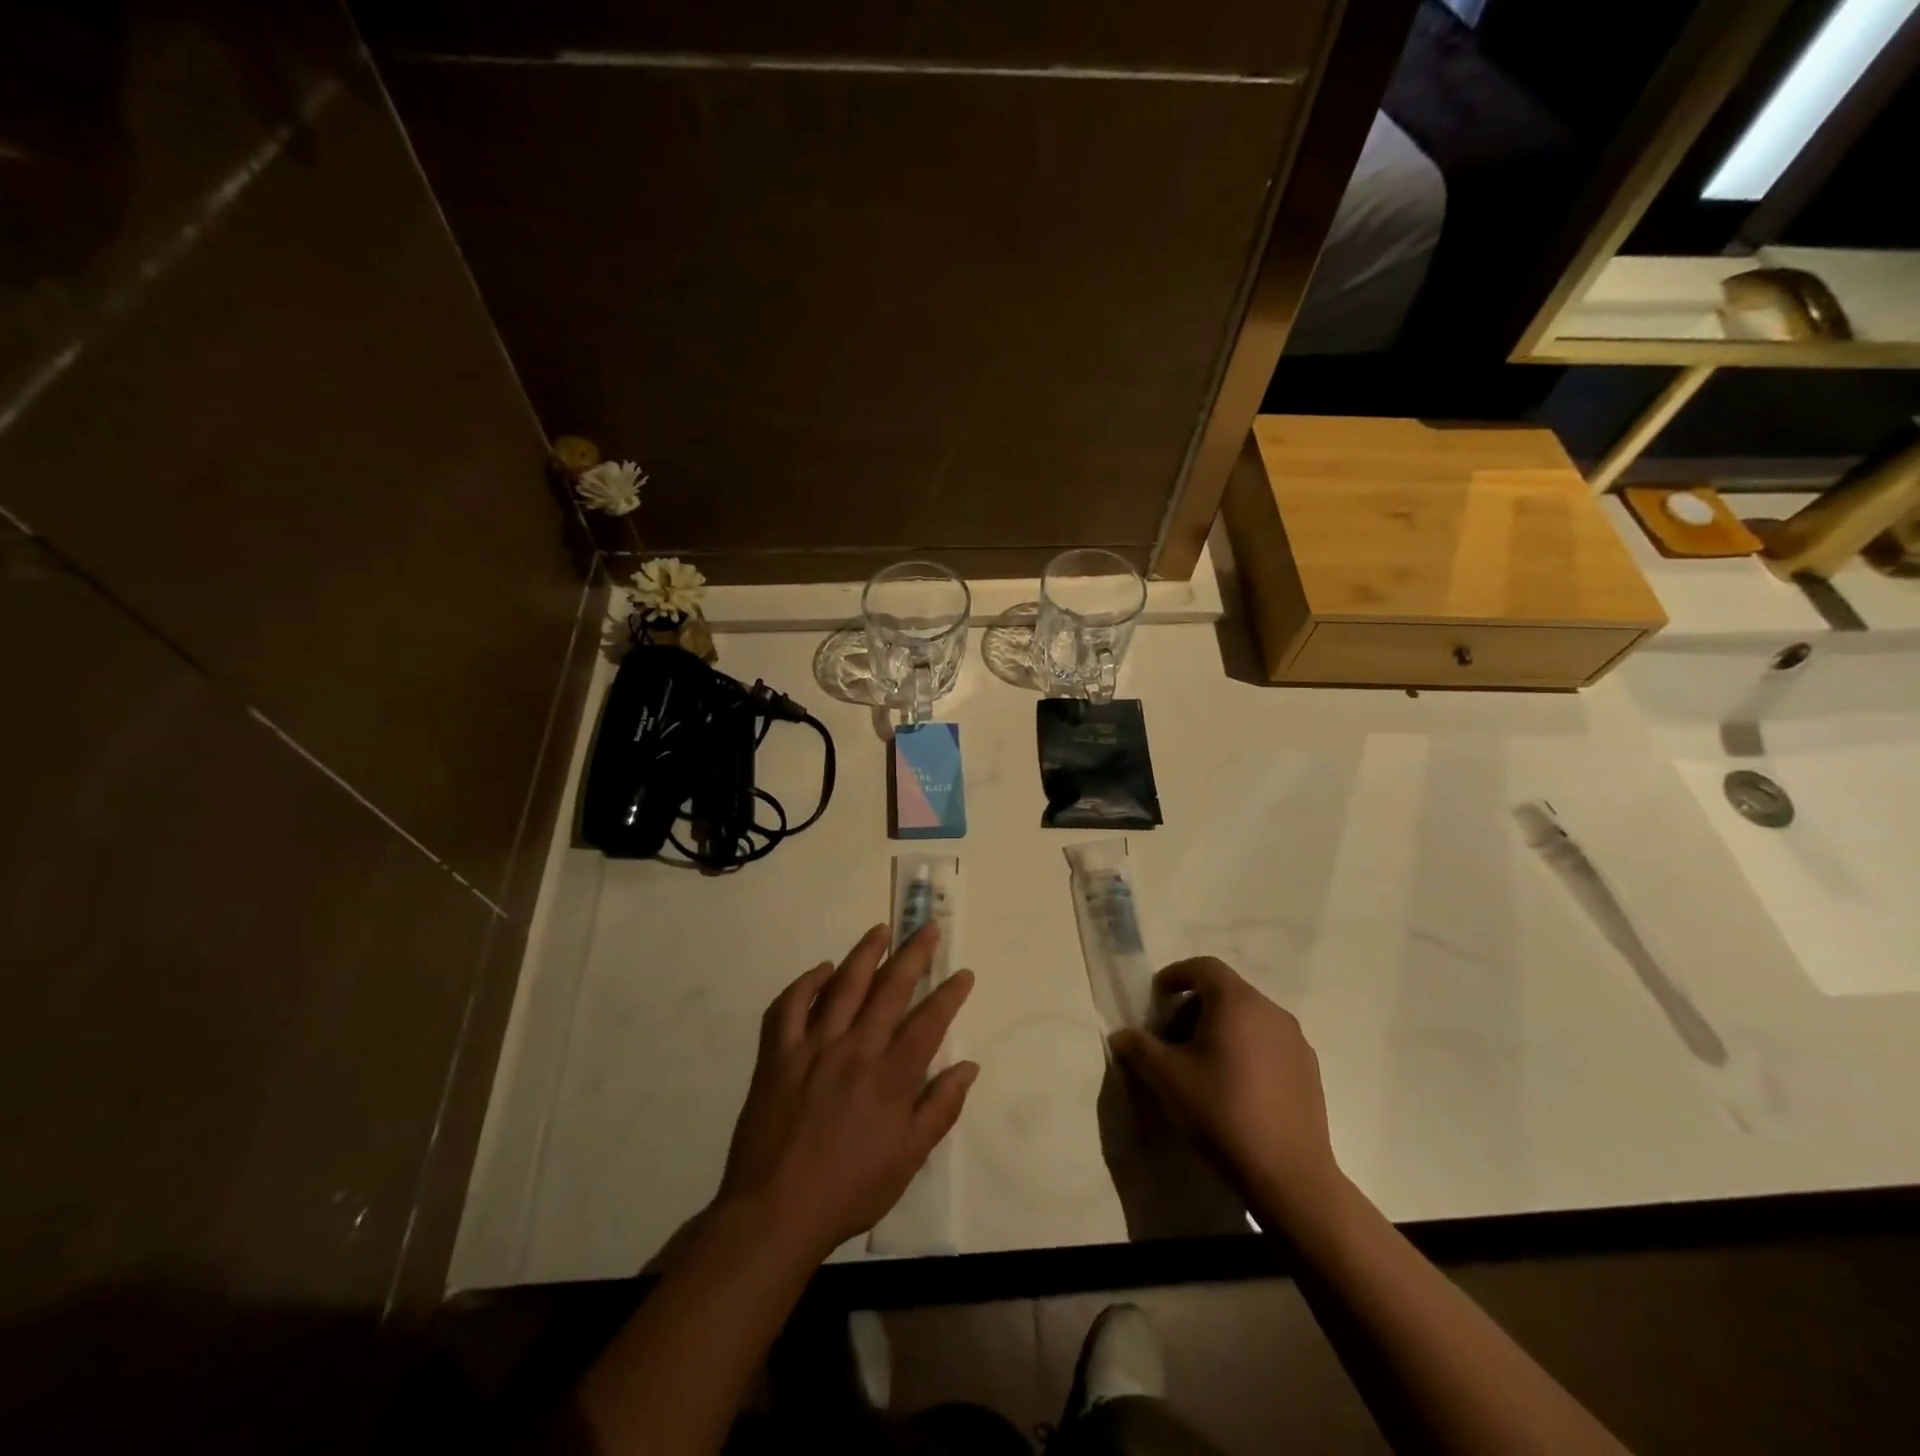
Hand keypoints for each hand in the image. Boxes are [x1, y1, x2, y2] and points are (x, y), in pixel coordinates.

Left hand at [717, 923, 976, 1260]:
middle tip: (927, 927)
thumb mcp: (908, 1160)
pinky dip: (806, 983)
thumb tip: (968, 1067)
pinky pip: (790, 1006)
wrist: (775, 1212)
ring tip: (881, 931)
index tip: (963, 973)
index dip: (949, 994)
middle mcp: (855, 1050)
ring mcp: (813, 1047)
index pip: (928, 1022)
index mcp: (890, 1078)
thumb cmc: (849, 1190)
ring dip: (865, 954)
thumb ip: (940, 1109)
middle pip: (890, 989)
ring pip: (843, 986)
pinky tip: (822, 970)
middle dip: (914, 955)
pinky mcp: (778, 1054)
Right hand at [1110, 958, 1341, 1228]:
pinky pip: (1269, 1042)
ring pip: (1249, 1017)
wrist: (1288, 1175)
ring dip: (1221, 1028)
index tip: (1157, 997)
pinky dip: (1246, 1048)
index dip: (1175, 975)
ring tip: (1201, 1063)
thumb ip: (1140, 1047)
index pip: (1203, 967)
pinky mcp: (1309, 1069)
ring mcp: (1295, 1040)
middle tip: (1171, 1037)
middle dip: (1194, 1006)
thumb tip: (1122, 1035)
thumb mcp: (1167, 1078)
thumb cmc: (1221, 1113)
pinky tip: (1235, 1086)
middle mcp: (1270, 1010)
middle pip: (1226, 991)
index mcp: (1237, 1002)